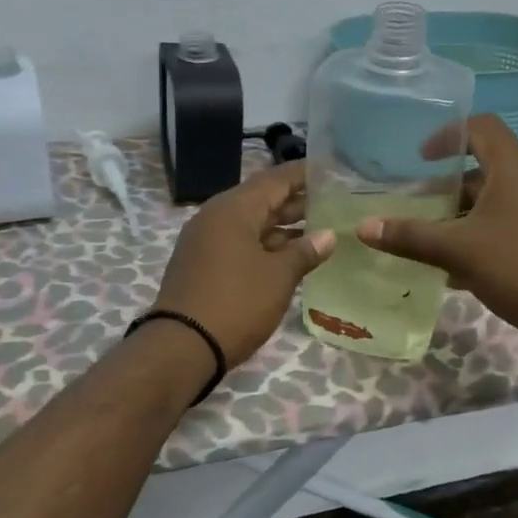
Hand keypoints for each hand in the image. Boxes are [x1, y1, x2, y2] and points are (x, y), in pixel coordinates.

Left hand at [153, 161, 336, 367]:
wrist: (183, 346)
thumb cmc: (237, 303)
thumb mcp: (278, 277)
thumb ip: (305, 252)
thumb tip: (328, 235)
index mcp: (233, 209)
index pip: (275, 179)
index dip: (304, 174)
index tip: (332, 171)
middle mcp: (216, 217)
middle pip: (262, 200)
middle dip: (297, 202)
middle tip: (335, 202)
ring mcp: (206, 241)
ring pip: (251, 224)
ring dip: (283, 226)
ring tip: (321, 228)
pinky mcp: (203, 264)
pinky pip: (240, 243)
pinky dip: (266, 245)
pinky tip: (291, 255)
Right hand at [355, 114, 517, 355]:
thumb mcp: (459, 250)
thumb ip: (411, 237)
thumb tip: (364, 228)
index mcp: (514, 170)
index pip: (482, 127)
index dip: (448, 134)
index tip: (420, 159)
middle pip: (483, 168)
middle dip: (445, 185)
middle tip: (413, 204)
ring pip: (491, 203)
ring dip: (457, 216)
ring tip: (425, 237)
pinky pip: (502, 227)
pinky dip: (475, 238)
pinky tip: (451, 270)